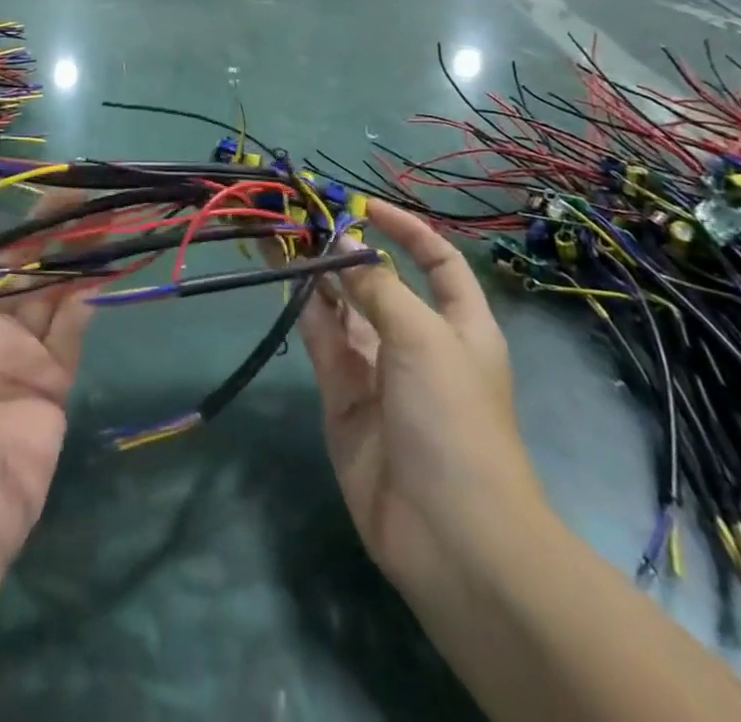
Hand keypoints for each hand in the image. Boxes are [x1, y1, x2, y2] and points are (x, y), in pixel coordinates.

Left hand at [0, 206, 92, 564]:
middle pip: (14, 271)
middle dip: (41, 233)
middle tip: (74, 192)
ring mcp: (17, 357)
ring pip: (50, 293)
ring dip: (73, 257)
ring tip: (100, 217)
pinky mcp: (50, 384)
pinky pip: (69, 335)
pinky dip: (82, 307)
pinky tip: (94, 278)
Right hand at [298, 200, 545, 607]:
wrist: (449, 534)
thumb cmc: (453, 419)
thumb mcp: (423, 337)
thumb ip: (377, 286)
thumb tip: (342, 247)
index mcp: (458, 324)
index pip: (437, 262)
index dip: (407, 230)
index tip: (365, 205)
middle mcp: (417, 341)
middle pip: (380, 281)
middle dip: (347, 248)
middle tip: (303, 216)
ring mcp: (378, 370)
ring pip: (343, 308)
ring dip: (317, 273)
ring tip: (282, 235)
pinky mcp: (344, 397)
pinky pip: (324, 341)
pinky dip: (306, 310)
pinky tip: (286, 279)